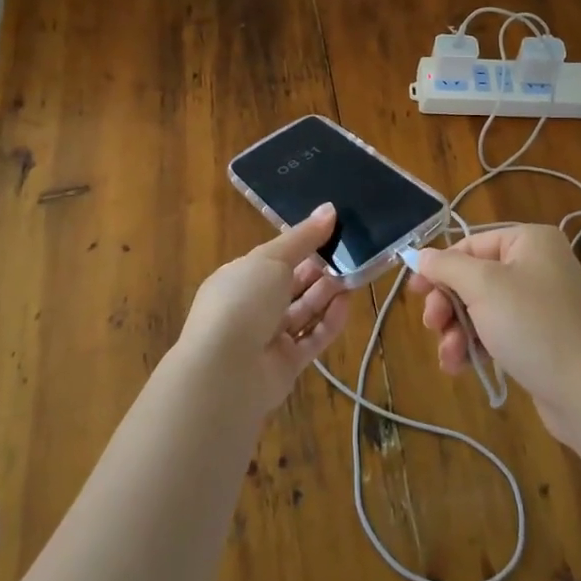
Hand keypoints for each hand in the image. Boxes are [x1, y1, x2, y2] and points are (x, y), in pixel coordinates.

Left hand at [177, 204, 353, 417]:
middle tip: (351, 252)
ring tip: (355, 274)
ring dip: (328, 293)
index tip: (333, 231)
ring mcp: (268, 338)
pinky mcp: (286, 364)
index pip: (275, 257)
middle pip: (292, 284)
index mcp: (240, 277)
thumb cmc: (243, 301)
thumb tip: (330, 209)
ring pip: (304, 311)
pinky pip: (312, 338)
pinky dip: (330, 321)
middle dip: (319, 269)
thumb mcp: (272, 258)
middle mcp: (252, 307)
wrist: (225, 371)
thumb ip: (303, 237)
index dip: (302, 244)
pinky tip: (348, 303)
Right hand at [407, 224, 580, 445]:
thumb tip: (420, 255)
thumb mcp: (483, 287)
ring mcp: (540, 302)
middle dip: (448, 305)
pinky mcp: (540, 336)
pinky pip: (497, 330)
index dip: (439, 267)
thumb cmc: (533, 326)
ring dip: (458, 330)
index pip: (471, 244)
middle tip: (432, 325)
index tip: (413, 291)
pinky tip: (461, 366)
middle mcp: (537, 265)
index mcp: (530, 241)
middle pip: (474, 277)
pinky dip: (477, 344)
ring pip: (481, 308)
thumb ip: (447, 266)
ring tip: (449, 356)